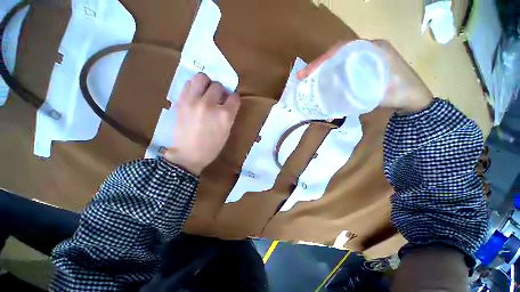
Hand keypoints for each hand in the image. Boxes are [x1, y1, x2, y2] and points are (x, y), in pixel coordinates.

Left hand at [164, 73, 239, 174]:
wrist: (188, 154)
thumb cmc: (212, 147)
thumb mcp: (227, 132)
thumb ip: (229, 115)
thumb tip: (228, 102)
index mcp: (224, 115)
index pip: (234, 97)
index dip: (234, 99)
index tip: (231, 102)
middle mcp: (210, 104)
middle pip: (219, 85)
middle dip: (221, 91)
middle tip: (218, 99)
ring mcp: (193, 101)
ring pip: (202, 77)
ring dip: (207, 83)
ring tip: (206, 92)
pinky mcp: (181, 101)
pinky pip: (188, 84)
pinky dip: (194, 86)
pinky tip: (196, 95)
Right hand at [297, 40, 433, 114]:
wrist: (416, 99)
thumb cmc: (401, 94)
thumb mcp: (380, 94)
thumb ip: (358, 96)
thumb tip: (330, 110)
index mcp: (374, 49)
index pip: (342, 48)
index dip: (323, 59)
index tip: (308, 72)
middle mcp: (369, 49)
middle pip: (338, 52)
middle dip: (319, 62)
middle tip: (303, 75)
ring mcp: (367, 57)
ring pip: (340, 57)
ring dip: (324, 66)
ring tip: (310, 77)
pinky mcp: (365, 66)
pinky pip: (345, 64)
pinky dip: (332, 70)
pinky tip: (325, 79)